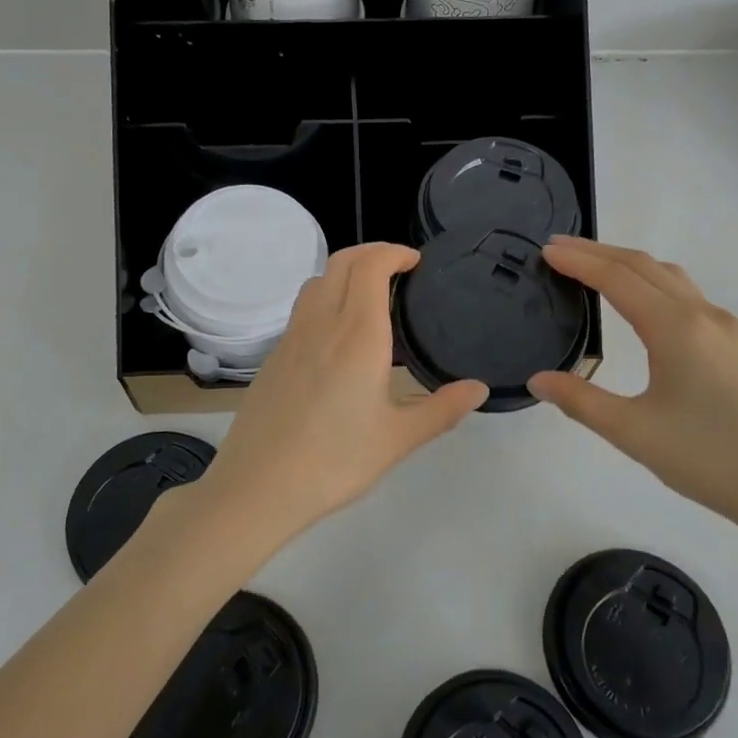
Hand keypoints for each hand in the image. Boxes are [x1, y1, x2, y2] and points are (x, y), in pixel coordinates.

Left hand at [201, 243, 488, 549]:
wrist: (259, 485)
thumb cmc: (336, 461)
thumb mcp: (398, 439)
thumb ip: (442, 409)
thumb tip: (479, 388)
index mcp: (358, 335)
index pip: (371, 266)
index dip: (393, 252)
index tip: (415, 261)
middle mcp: (322, 324)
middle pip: (342, 262)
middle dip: (372, 252)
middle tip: (399, 268)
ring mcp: (292, 337)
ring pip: (317, 281)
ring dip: (345, 272)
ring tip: (370, 295)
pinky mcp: (274, 356)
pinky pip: (302, 308)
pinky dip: (325, 297)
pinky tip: (338, 335)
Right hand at [528, 237, 737, 547]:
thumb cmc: (711, 460)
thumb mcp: (634, 434)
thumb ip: (581, 401)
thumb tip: (538, 380)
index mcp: (676, 328)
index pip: (617, 278)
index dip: (578, 261)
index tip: (545, 250)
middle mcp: (703, 315)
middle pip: (643, 266)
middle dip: (598, 252)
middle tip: (558, 249)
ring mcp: (726, 328)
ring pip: (670, 277)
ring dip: (627, 264)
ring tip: (592, 268)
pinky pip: (686, 295)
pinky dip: (652, 282)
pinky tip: (641, 304)